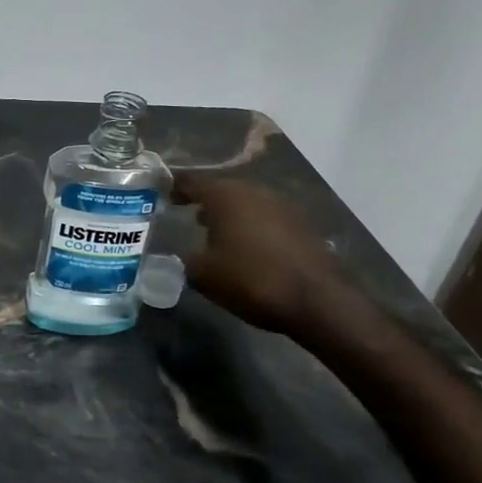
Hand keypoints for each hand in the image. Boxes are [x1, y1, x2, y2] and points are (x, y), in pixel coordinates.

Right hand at [172, 174, 349, 335]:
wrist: (317, 300)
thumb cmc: (251, 279)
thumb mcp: (203, 275)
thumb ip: (184, 260)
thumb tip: (180, 256)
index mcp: (226, 196)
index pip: (192, 182)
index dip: (176, 187)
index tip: (164, 196)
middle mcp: (254, 192)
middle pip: (223, 189)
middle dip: (205, 201)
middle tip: (188, 214)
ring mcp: (282, 206)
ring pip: (247, 202)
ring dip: (230, 214)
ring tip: (215, 232)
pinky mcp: (302, 224)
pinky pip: (266, 218)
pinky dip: (251, 226)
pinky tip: (246, 246)